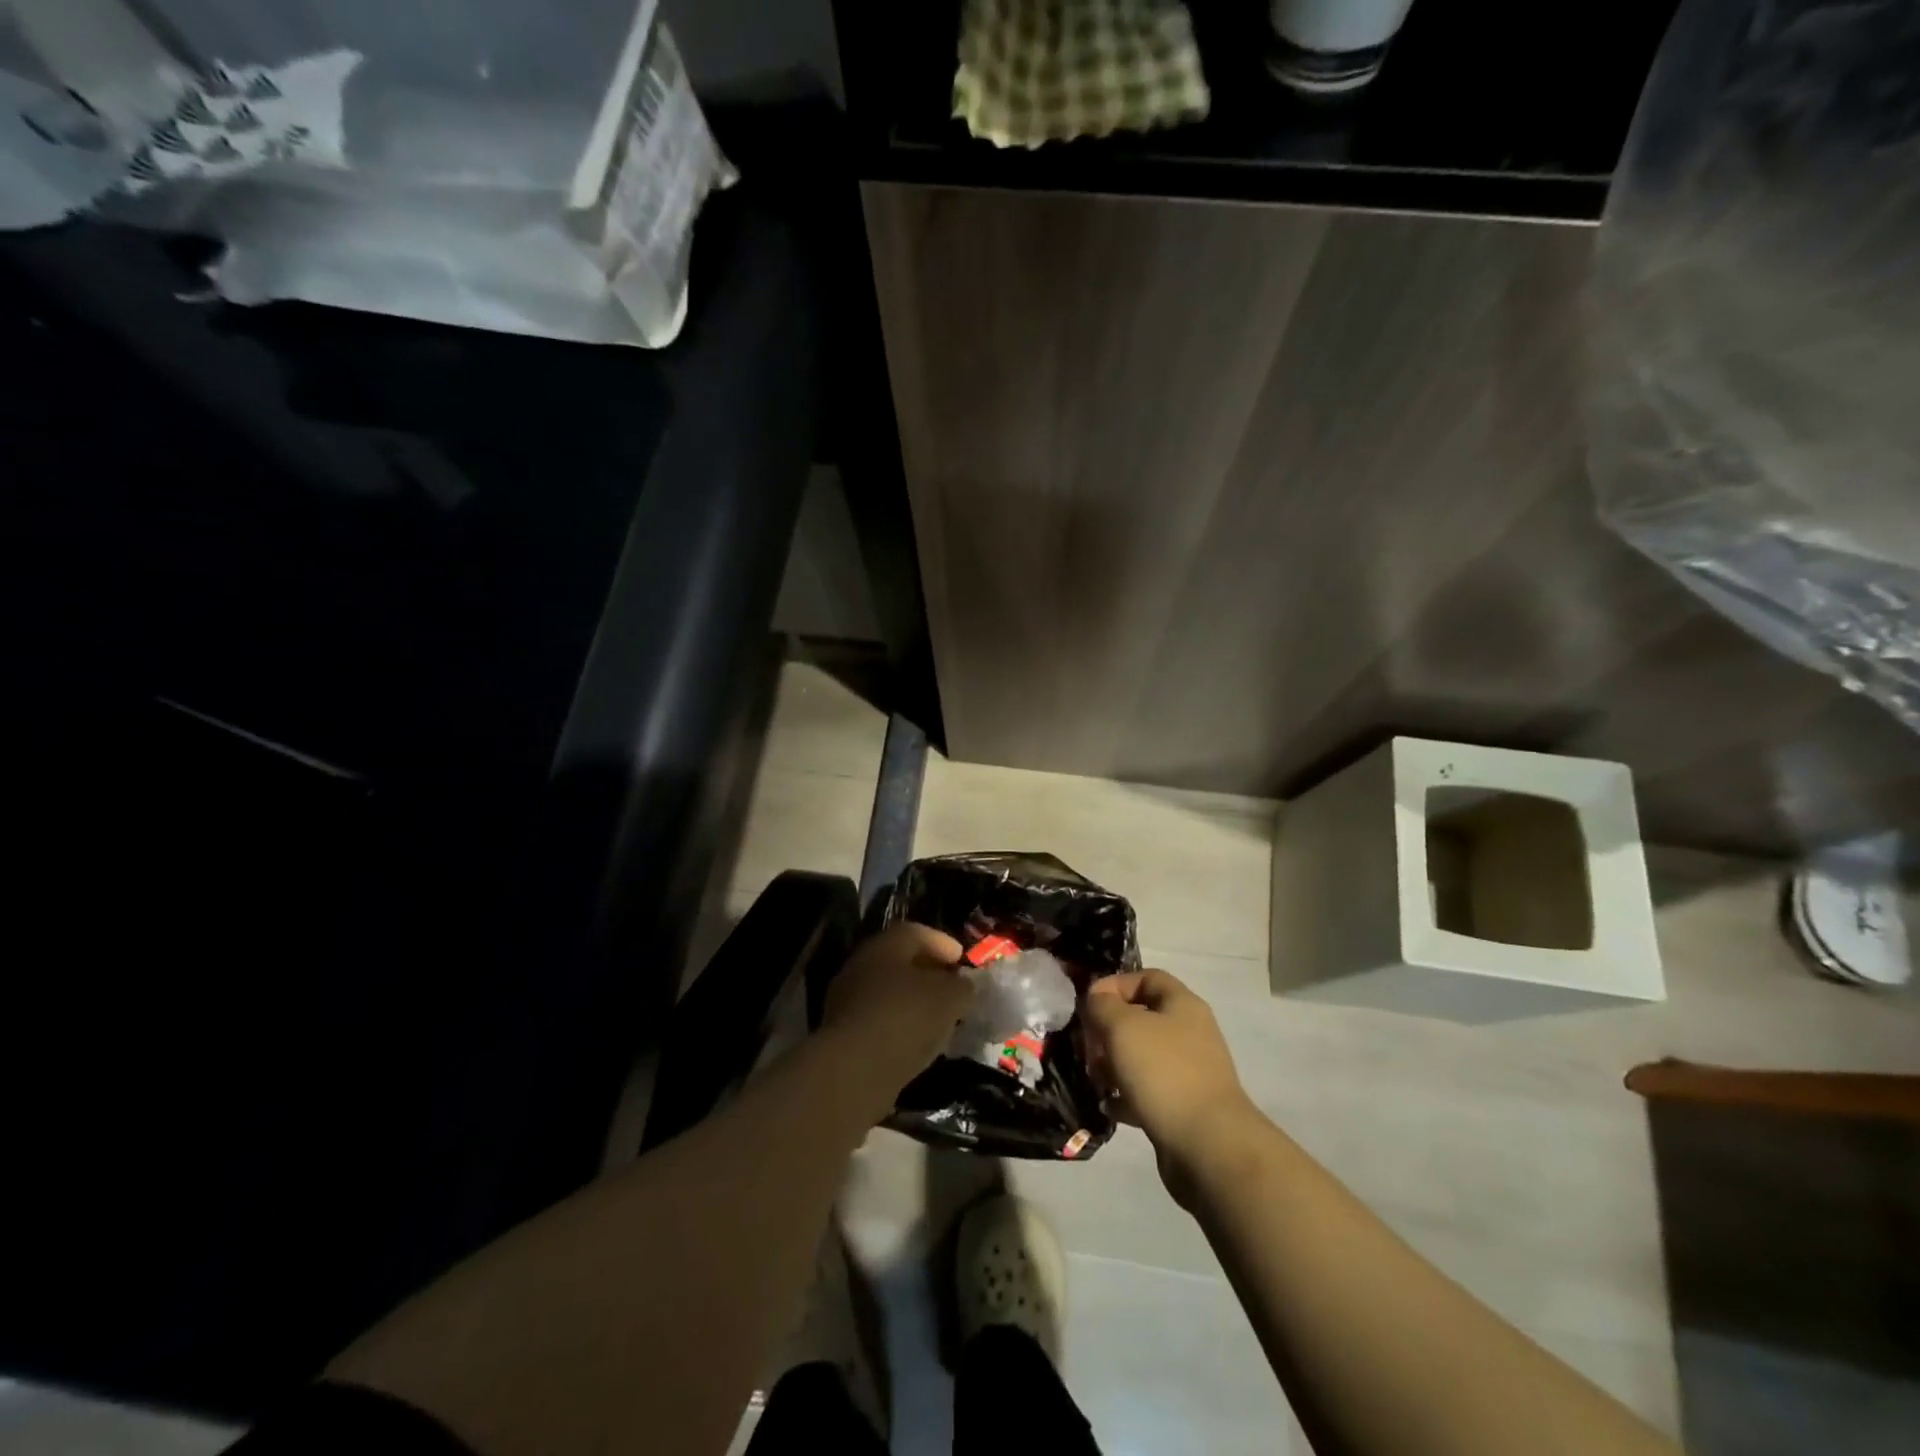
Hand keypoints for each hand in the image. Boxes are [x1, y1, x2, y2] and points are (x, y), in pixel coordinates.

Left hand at [823, 922, 974, 1097]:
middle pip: (899, 962)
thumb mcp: (950, 998)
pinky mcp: (842, 1034)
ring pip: (888, 992)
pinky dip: (899, 1025)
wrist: (855, 1069)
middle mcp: (861, 965)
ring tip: (938, 1018)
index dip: (942, 943)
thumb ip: (962, 987)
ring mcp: (847, 1000)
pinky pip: (878, 1020)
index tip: (961, 958)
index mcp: (886, 945)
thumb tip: (963, 985)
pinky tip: (917, 1041)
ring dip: (913, 1001)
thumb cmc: (906, 1017)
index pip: (917, 933)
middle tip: (951, 987)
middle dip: (928, 973)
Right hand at [1083, 970, 1261, 1203]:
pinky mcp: (1183, 1107)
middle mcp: (1189, 1033)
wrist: (1208, 1146)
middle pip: (1142, 1017)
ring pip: (1142, 1056)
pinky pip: (1148, 1091)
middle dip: (1109, 1029)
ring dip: (1114, 1063)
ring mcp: (1188, 1072)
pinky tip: (1108, 1105)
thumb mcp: (1123, 1027)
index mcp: (1182, 1005)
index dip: (1115, 984)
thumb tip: (1097, 1000)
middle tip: (1087, 1047)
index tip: (1088, 1004)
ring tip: (1095, 1078)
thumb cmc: (1163, 1072)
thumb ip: (1103, 1005)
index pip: (1147, 977)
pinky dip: (1126, 1095)